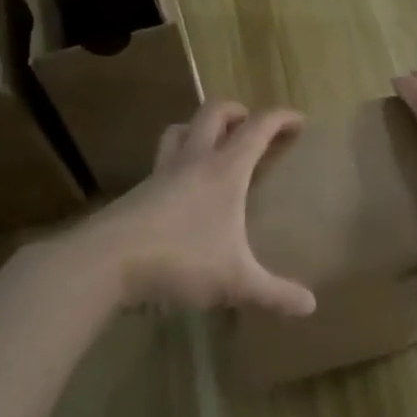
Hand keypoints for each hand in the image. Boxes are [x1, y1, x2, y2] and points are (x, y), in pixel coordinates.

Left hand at [88, 99, 316, 316]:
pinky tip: (180, 191)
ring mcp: (160, 173)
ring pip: (179, 131)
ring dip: (198, 128)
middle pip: (213, 113)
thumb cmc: (180, 260)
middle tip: (251, 125)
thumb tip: (310, 306)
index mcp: (224, 170)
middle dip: (237, 110)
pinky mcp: (137, 192)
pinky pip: (161, 162)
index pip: (258, 128)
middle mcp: (193, 161)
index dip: (281, 118)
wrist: (105, 262)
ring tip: (211, 146)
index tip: (299, 120)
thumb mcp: (235, 282)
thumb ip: (274, 293)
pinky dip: (176, 162)